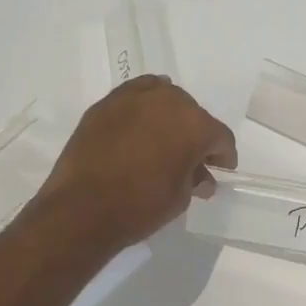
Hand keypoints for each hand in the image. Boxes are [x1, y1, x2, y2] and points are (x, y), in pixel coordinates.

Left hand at [38, 75, 236, 252]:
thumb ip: (194, 179)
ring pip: (164, 98)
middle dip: (196, 135)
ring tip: (163, 139)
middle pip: (193, 114)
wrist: (82, 209)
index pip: (220, 137)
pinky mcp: (106, 104)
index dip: (223, 156)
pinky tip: (141, 121)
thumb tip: (200, 177)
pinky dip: (142, 107)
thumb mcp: (180, 198)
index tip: (219, 170)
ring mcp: (135, 98)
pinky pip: (135, 95)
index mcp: (196, 125)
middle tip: (190, 158)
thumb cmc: (141, 207)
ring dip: (169, 117)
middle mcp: (170, 102)